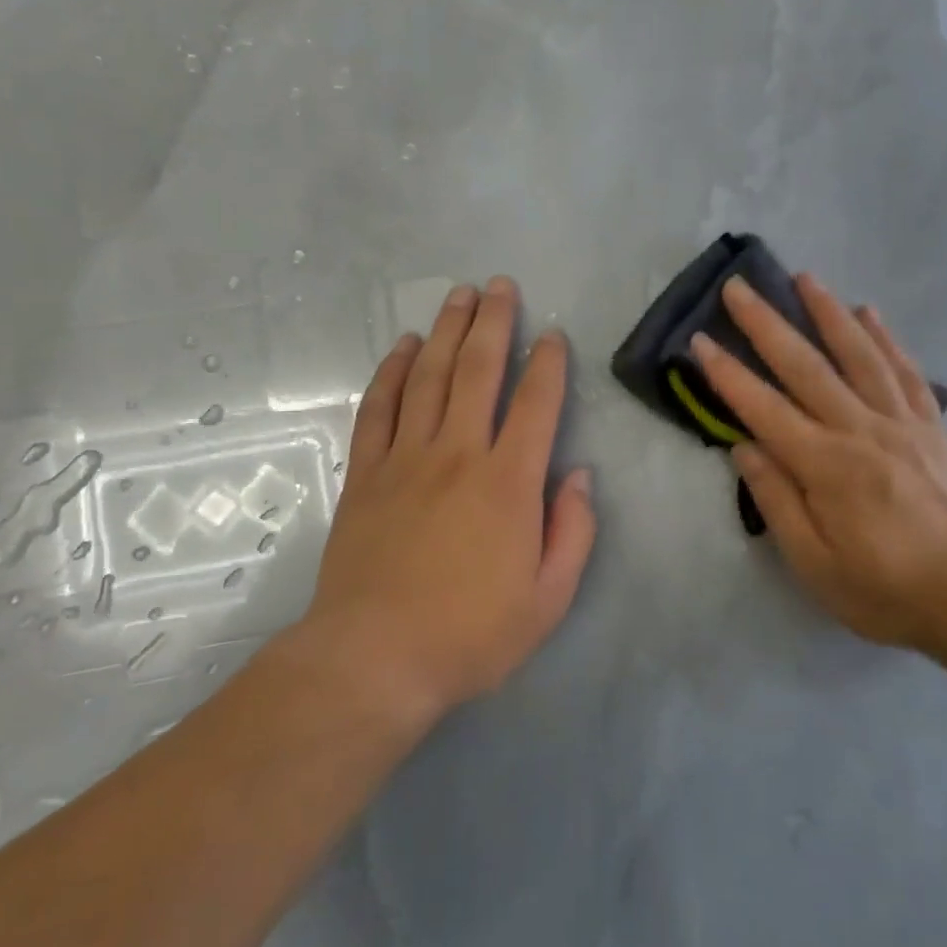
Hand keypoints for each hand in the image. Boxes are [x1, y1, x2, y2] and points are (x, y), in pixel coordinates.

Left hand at [301, 277, 595, 722]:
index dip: (547, 363)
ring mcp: (406, 459)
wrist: (374, 660)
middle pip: (477, 371)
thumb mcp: (548, 599)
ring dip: (445, 331)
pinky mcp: (366, 474)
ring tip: (458, 296)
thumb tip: (580, 476)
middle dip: (493, 323)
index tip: (551, 335)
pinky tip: (402, 347)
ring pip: (428, 377)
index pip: (535, 404)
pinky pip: (378, 408)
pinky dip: (391, 372)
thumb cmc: (470, 635)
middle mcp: (458, 454)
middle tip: (500, 286)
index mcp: (508, 482)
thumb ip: (573, 532)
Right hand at [692, 273, 946, 650]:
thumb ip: (777, 500)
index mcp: (826, 465)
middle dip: (766, 323)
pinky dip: (886, 338)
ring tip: (804, 278)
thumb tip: (744, 447)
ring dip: (827, 312)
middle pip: (805, 366)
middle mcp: (861, 430)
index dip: (728, 373)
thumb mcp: (813, 563)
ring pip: (858, 355)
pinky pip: (905, 372)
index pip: (764, 408)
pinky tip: (869, 313)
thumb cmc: (882, 590)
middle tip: (739, 286)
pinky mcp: (931, 427)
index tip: (701, 340)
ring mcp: (900, 423)